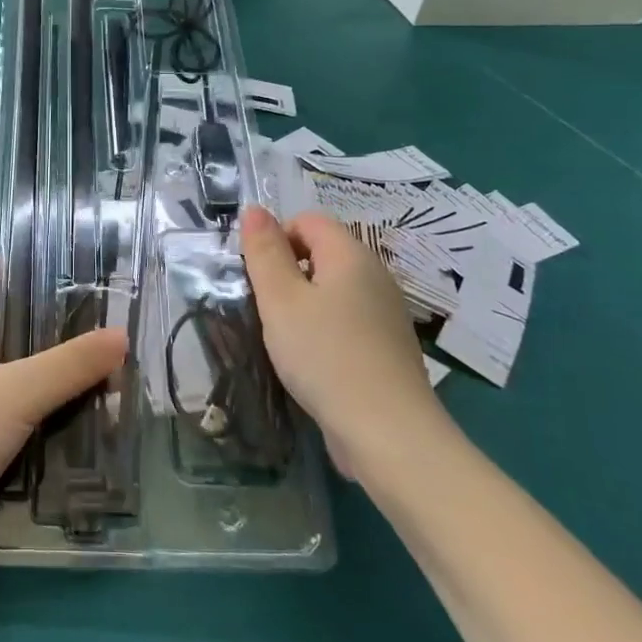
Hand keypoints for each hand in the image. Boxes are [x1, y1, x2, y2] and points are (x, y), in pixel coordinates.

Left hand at [0, 264, 124, 561]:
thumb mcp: (16, 393)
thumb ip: (69, 364)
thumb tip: (121, 335)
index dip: (9, 268)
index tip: (57, 271)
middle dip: (42, 319)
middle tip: (94, 317)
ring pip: (6, 366)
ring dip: (44, 365)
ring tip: (96, 360)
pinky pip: (6, 404)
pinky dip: (36, 402)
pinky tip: (74, 408)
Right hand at [239, 207, 448, 480]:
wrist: (386, 431)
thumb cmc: (324, 354)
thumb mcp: (280, 299)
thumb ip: (264, 252)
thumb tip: (254, 210)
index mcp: (351, 255)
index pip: (308, 220)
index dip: (276, 238)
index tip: (258, 276)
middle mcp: (375, 275)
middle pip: (322, 252)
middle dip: (288, 272)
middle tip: (266, 307)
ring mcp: (386, 313)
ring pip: (333, 289)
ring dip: (304, 303)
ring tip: (284, 336)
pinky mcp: (387, 347)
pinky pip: (347, 319)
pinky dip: (325, 329)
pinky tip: (312, 360)